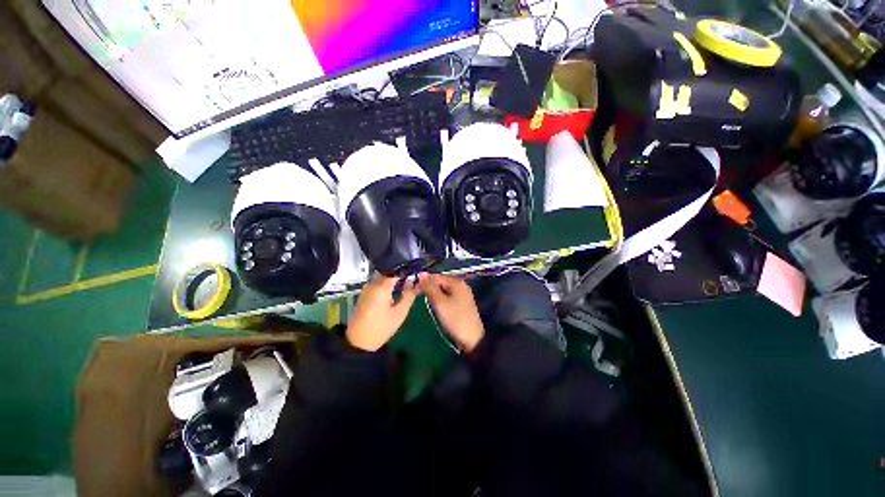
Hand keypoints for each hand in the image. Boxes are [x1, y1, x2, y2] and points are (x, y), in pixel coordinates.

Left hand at [346, 274, 419, 351]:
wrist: (358, 342)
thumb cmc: (381, 328)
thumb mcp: (400, 313)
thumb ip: (409, 295)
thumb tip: (414, 282)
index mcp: (381, 286)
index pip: (396, 269)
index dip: (408, 269)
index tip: (417, 272)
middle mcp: (372, 283)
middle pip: (389, 271)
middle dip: (402, 273)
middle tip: (413, 279)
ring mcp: (366, 288)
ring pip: (383, 276)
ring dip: (394, 278)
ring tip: (406, 284)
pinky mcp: (364, 293)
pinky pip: (378, 282)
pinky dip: (387, 284)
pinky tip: (395, 291)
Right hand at [420, 274, 484, 352]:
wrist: (472, 339)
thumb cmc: (455, 319)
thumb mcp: (439, 302)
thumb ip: (430, 287)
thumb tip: (421, 274)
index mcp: (456, 282)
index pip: (435, 276)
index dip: (423, 281)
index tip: (413, 290)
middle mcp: (461, 285)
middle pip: (440, 282)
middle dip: (429, 288)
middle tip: (418, 297)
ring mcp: (463, 294)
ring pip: (443, 290)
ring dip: (434, 294)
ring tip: (426, 302)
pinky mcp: (462, 303)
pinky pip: (448, 296)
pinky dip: (440, 299)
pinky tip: (436, 306)